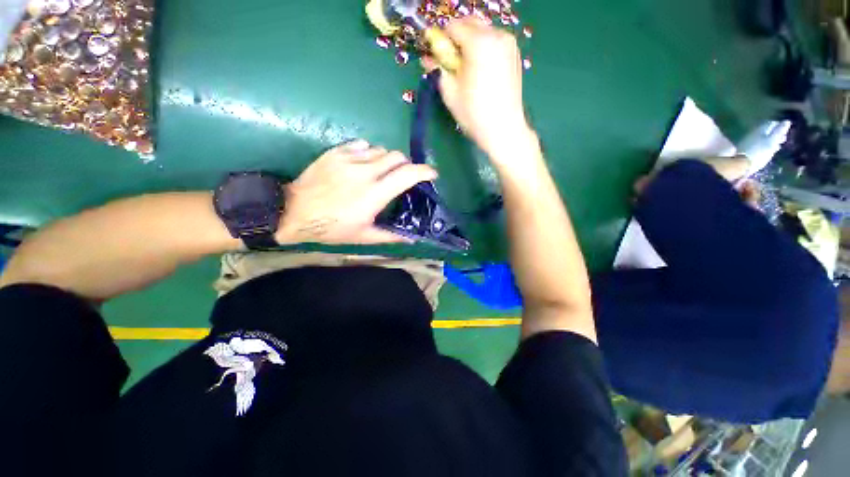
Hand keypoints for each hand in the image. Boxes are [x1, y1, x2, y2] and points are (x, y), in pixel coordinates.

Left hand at [277, 140, 436, 244]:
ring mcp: (349, 159)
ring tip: (382, 171)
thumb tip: (412, 238)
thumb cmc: (331, 228)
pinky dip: (370, 152)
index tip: (432, 174)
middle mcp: (365, 172)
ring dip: (388, 160)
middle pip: (397, 156)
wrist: (293, 212)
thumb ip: (391, 236)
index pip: (408, 174)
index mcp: (375, 194)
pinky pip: (362, 145)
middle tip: (404, 176)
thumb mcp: (363, 236)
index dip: (425, 171)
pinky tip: (364, 163)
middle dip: (406, 164)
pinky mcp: (335, 152)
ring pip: (381, 150)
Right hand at [423, 17, 534, 159]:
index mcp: (479, 42)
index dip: (441, 40)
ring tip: (467, 70)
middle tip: (451, 63)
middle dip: (456, 38)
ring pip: (482, 31)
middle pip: (470, 23)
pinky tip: (480, 71)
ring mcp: (509, 43)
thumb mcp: (450, 92)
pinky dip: (483, 49)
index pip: (453, 26)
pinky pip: (493, 41)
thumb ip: (438, 68)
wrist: (504, 129)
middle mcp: (497, 35)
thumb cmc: (474, 114)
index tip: (437, 57)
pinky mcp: (515, 54)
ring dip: (470, 43)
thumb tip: (427, 56)